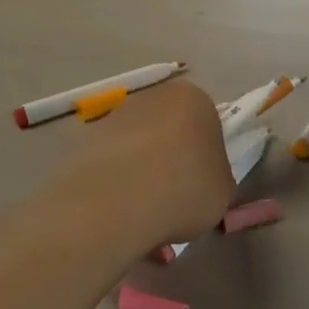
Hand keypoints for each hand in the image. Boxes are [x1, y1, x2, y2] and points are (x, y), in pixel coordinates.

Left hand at [57, 80, 235, 247]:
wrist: (119, 200)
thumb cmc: (186, 189)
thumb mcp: (223, 192)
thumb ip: (217, 179)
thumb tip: (203, 183)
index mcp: (196, 100)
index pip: (208, 125)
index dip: (206, 159)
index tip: (202, 186)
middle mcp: (155, 96)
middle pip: (169, 130)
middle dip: (171, 159)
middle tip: (174, 199)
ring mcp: (116, 114)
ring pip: (137, 145)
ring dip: (141, 170)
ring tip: (143, 212)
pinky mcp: (85, 138)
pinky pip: (111, 161)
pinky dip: (115, 181)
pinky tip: (118, 211)